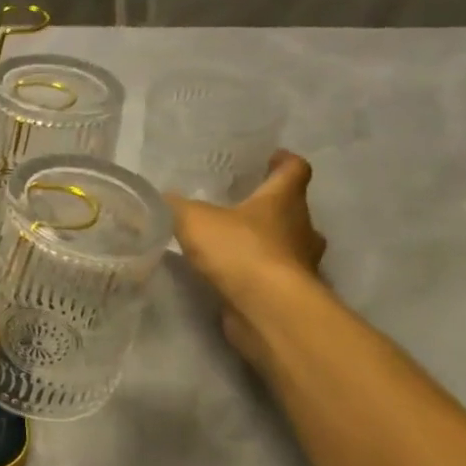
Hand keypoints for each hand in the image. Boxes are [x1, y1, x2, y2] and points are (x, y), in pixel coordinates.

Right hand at [168, 150, 327, 362]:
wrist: (267, 308)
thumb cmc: (239, 250)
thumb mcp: (193, 219)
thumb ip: (176, 206)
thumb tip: (163, 197)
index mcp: (283, 200)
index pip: (294, 170)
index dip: (284, 161)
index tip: (271, 158)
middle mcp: (301, 228)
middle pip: (292, 209)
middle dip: (270, 206)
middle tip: (240, 205)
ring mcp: (301, 263)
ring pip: (287, 244)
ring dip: (266, 242)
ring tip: (231, 243)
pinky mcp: (291, 294)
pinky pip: (274, 274)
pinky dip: (256, 272)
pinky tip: (230, 275)